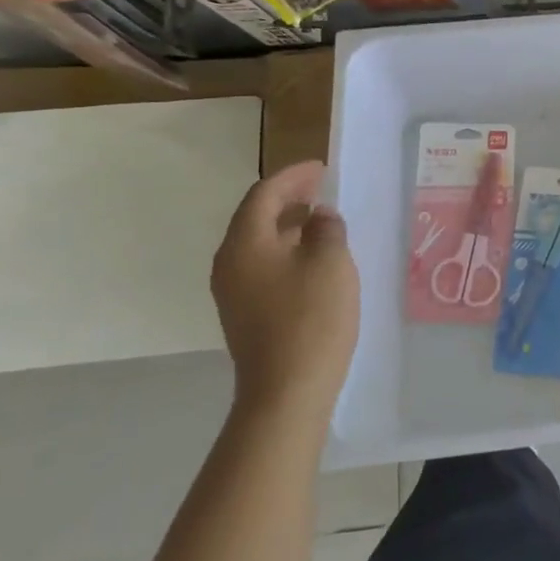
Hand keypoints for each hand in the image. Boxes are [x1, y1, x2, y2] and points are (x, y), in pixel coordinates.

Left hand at [210, 160, 358, 420]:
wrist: (286, 392)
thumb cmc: (311, 318)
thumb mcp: (330, 262)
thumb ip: (326, 228)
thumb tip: (318, 217)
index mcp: (245, 243)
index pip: (264, 194)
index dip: (293, 176)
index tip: (321, 168)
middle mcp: (229, 263)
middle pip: (255, 217)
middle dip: (288, 198)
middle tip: (321, 189)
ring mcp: (233, 292)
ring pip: (258, 244)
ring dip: (288, 226)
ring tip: (321, 221)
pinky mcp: (244, 315)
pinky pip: (262, 267)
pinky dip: (285, 251)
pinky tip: (312, 260)